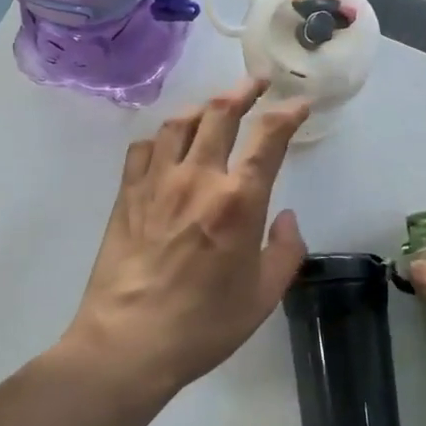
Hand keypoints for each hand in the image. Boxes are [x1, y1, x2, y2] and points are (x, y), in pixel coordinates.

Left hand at [68, 79, 309, 390]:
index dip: (287, 114)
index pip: (268, 138)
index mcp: (237, 201)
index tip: (299, 104)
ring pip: (180, 123)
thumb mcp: (264, 296)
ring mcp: (156, 183)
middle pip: (220, 114)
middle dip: (244, 91)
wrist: (128, 343)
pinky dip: (162, 137)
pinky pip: (144, 148)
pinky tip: (168, 144)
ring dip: (203, 107)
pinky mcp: (126, 195)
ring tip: (215, 107)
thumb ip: (286, 250)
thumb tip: (286, 218)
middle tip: (258, 83)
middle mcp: (197, 179)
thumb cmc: (204, 324)